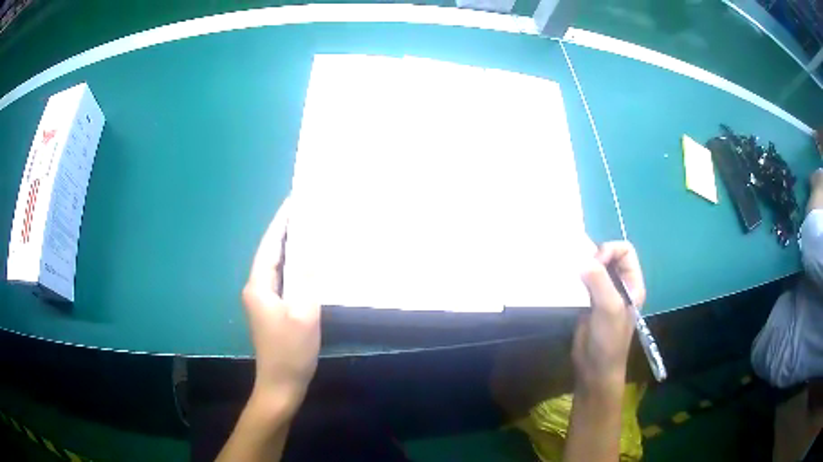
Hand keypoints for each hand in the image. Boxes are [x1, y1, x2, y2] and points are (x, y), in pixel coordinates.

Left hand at [242, 198, 320, 412]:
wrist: (280, 385)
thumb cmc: (291, 351)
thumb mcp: (305, 314)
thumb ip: (308, 280)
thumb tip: (313, 250)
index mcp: (259, 286)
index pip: (270, 245)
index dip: (281, 222)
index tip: (293, 201)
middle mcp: (256, 288)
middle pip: (271, 253)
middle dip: (286, 231)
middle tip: (306, 212)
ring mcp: (262, 300)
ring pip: (276, 267)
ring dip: (290, 249)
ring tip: (309, 231)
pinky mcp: (271, 310)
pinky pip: (282, 280)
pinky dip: (293, 267)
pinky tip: (307, 264)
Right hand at [572, 241, 645, 396]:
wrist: (594, 369)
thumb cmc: (609, 340)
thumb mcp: (609, 308)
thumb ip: (599, 281)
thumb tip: (582, 260)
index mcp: (632, 283)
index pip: (625, 251)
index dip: (610, 251)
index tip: (594, 264)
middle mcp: (619, 285)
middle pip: (608, 256)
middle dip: (594, 257)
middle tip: (579, 269)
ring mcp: (603, 294)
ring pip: (593, 269)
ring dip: (581, 268)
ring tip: (569, 273)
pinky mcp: (587, 302)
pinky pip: (581, 283)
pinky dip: (573, 279)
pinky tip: (564, 283)